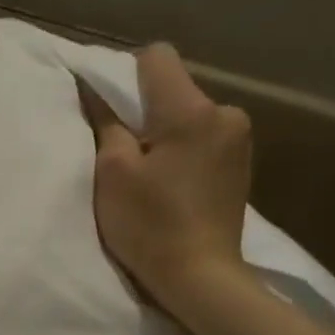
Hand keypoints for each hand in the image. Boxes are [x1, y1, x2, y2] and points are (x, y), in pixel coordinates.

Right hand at [82, 43, 254, 315]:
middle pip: (172, 88)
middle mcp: (225, 113)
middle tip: (122, 152)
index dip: (124, 74)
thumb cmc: (150, 224)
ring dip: (163, 132)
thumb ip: (106, 123)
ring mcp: (239, 138)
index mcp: (192, 110)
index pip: (156, 57)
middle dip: (144, 110)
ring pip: (187, 114)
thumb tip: (93, 89)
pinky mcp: (241, 161)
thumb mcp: (113, 172)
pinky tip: (169, 183)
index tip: (107, 109)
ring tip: (147, 174)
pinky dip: (181, 149)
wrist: (200, 276)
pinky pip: (202, 136)